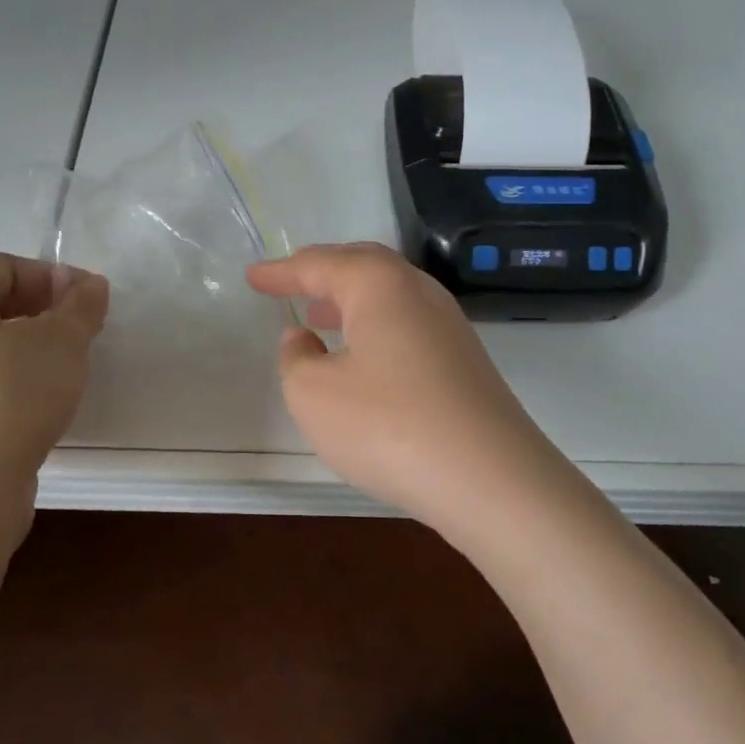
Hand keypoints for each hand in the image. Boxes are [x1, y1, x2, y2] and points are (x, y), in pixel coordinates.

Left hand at [0, 254, 108, 520]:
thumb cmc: (7, 394)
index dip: (52, 275)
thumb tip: (90, 285)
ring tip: (73, 368)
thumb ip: (80, 307)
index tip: (91, 299)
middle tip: (87, 331)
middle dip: (47, 312)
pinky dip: (22, 386)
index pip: (3, 266)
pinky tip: (49, 404)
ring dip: (37, 352)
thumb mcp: (59, 340)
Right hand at [246, 243, 574, 540]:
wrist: (491, 479)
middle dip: (322, 272)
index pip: (319, 264)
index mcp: (378, 284)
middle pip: (362, 266)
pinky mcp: (464, 360)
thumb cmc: (388, 425)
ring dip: (349, 300)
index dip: (280, 271)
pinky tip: (363, 358)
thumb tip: (303, 337)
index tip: (253, 276)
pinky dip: (375, 327)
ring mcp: (449, 325)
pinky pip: (407, 324)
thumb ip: (296, 358)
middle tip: (290, 282)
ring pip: (389, 296)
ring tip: (318, 316)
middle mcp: (418, 291)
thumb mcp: (313, 394)